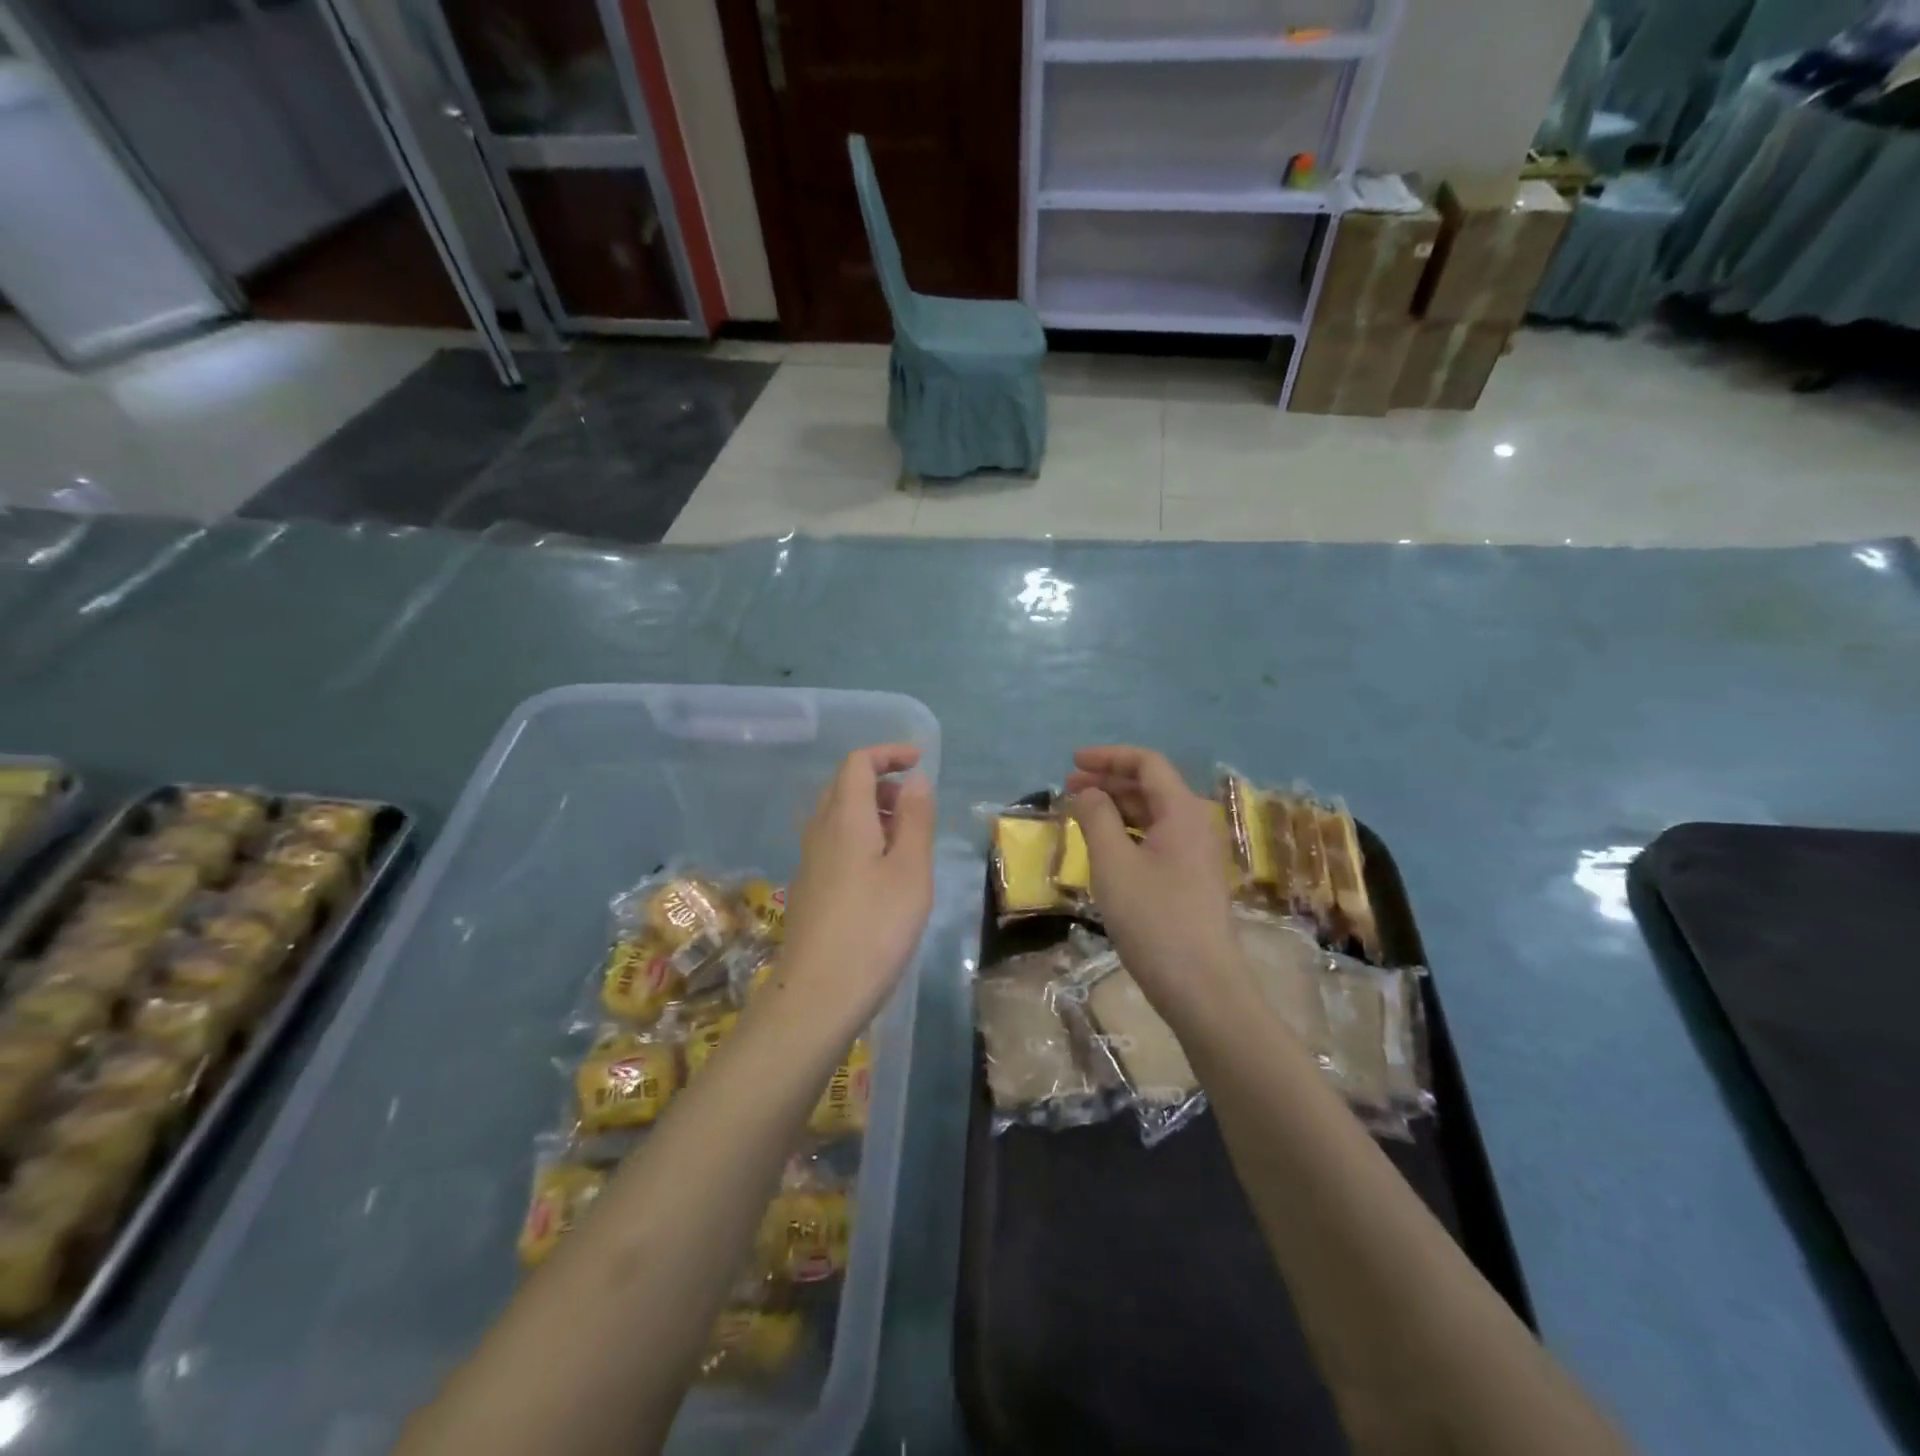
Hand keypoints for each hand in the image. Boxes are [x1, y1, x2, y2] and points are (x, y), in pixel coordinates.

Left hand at [780, 744, 935, 1022]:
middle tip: (915, 803)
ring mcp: (810, 860)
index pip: (858, 763)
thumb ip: (915, 819)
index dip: (888, 754)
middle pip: (844, 785)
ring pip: (838, 815)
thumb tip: (914, 779)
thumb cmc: (875, 928)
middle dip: (881, 781)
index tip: (919, 761)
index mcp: (845, 818)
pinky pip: (834, 841)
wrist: (819, 993)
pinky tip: (883, 872)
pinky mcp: (810, 886)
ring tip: (906, 838)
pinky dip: (861, 836)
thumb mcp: (910, 870)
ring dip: (871, 810)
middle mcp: (820, 830)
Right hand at [1066, 746, 1241, 1025]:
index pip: (1146, 763)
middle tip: (1067, 788)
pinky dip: (1126, 833)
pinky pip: (1155, 839)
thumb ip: (1096, 817)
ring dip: (1115, 807)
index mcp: (1182, 811)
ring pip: (1151, 814)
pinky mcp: (1189, 880)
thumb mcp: (1113, 863)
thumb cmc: (1154, 918)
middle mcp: (1194, 824)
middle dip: (1108, 780)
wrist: (1201, 986)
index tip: (1072, 763)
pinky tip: (1103, 846)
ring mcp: (1195, 854)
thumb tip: (1087, 793)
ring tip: (1079, 814)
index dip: (1108, 757)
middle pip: (1150, 786)